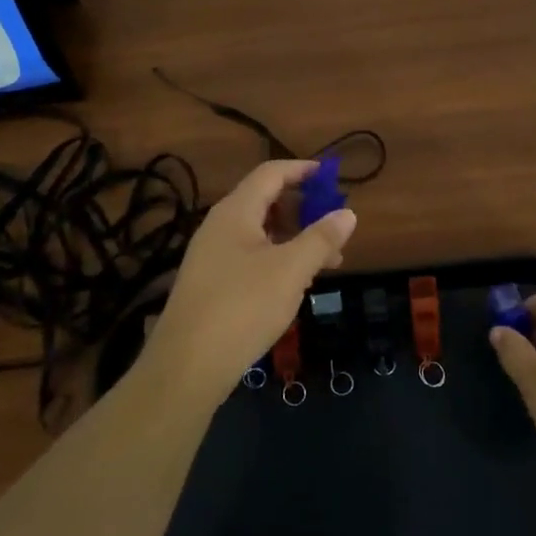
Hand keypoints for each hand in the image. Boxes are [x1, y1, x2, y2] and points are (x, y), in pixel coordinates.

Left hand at [144, 160, 356, 405]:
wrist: (187, 365)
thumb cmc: (243, 307)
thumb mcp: (291, 270)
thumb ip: (321, 238)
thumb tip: (348, 213)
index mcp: (235, 212)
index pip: (271, 174)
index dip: (302, 170)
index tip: (332, 176)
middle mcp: (219, 226)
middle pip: (265, 201)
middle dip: (304, 209)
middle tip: (335, 228)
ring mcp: (212, 256)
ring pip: (260, 233)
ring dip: (294, 239)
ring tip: (327, 262)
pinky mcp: (211, 283)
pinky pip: (250, 257)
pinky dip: (277, 260)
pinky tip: (295, 284)